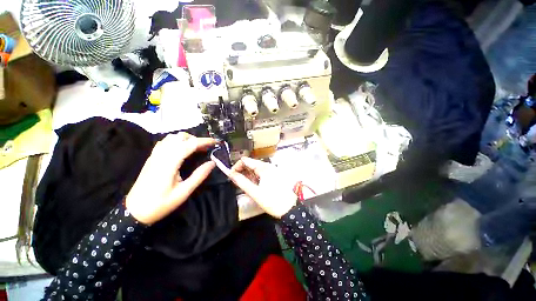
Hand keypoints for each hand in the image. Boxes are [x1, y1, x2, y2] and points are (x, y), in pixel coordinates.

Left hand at [126, 132, 215, 224]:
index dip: (205, 141)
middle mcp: (161, 155)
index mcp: (170, 162)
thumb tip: (212, 162)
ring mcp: (155, 155)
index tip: (216, 142)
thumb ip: (199, 175)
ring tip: (196, 148)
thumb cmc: (161, 203)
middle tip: (206, 148)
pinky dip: (176, 141)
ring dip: (186, 139)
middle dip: (196, 139)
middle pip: (180, 137)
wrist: (134, 211)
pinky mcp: (151, 158)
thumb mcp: (184, 192)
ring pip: (172, 137)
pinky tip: (181, 150)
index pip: (190, 144)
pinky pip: (165, 142)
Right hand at [225, 157, 296, 217]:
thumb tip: (231, 174)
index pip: (245, 160)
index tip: (232, 176)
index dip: (236, 167)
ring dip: (248, 175)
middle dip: (242, 171)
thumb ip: (241, 182)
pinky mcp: (274, 175)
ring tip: (246, 186)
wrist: (290, 208)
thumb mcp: (254, 192)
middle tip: (238, 183)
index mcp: (263, 167)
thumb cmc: (272, 200)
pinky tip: (255, 186)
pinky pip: (261, 173)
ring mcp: (271, 169)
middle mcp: (267, 165)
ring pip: (255, 169)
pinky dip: (255, 177)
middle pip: (250, 163)